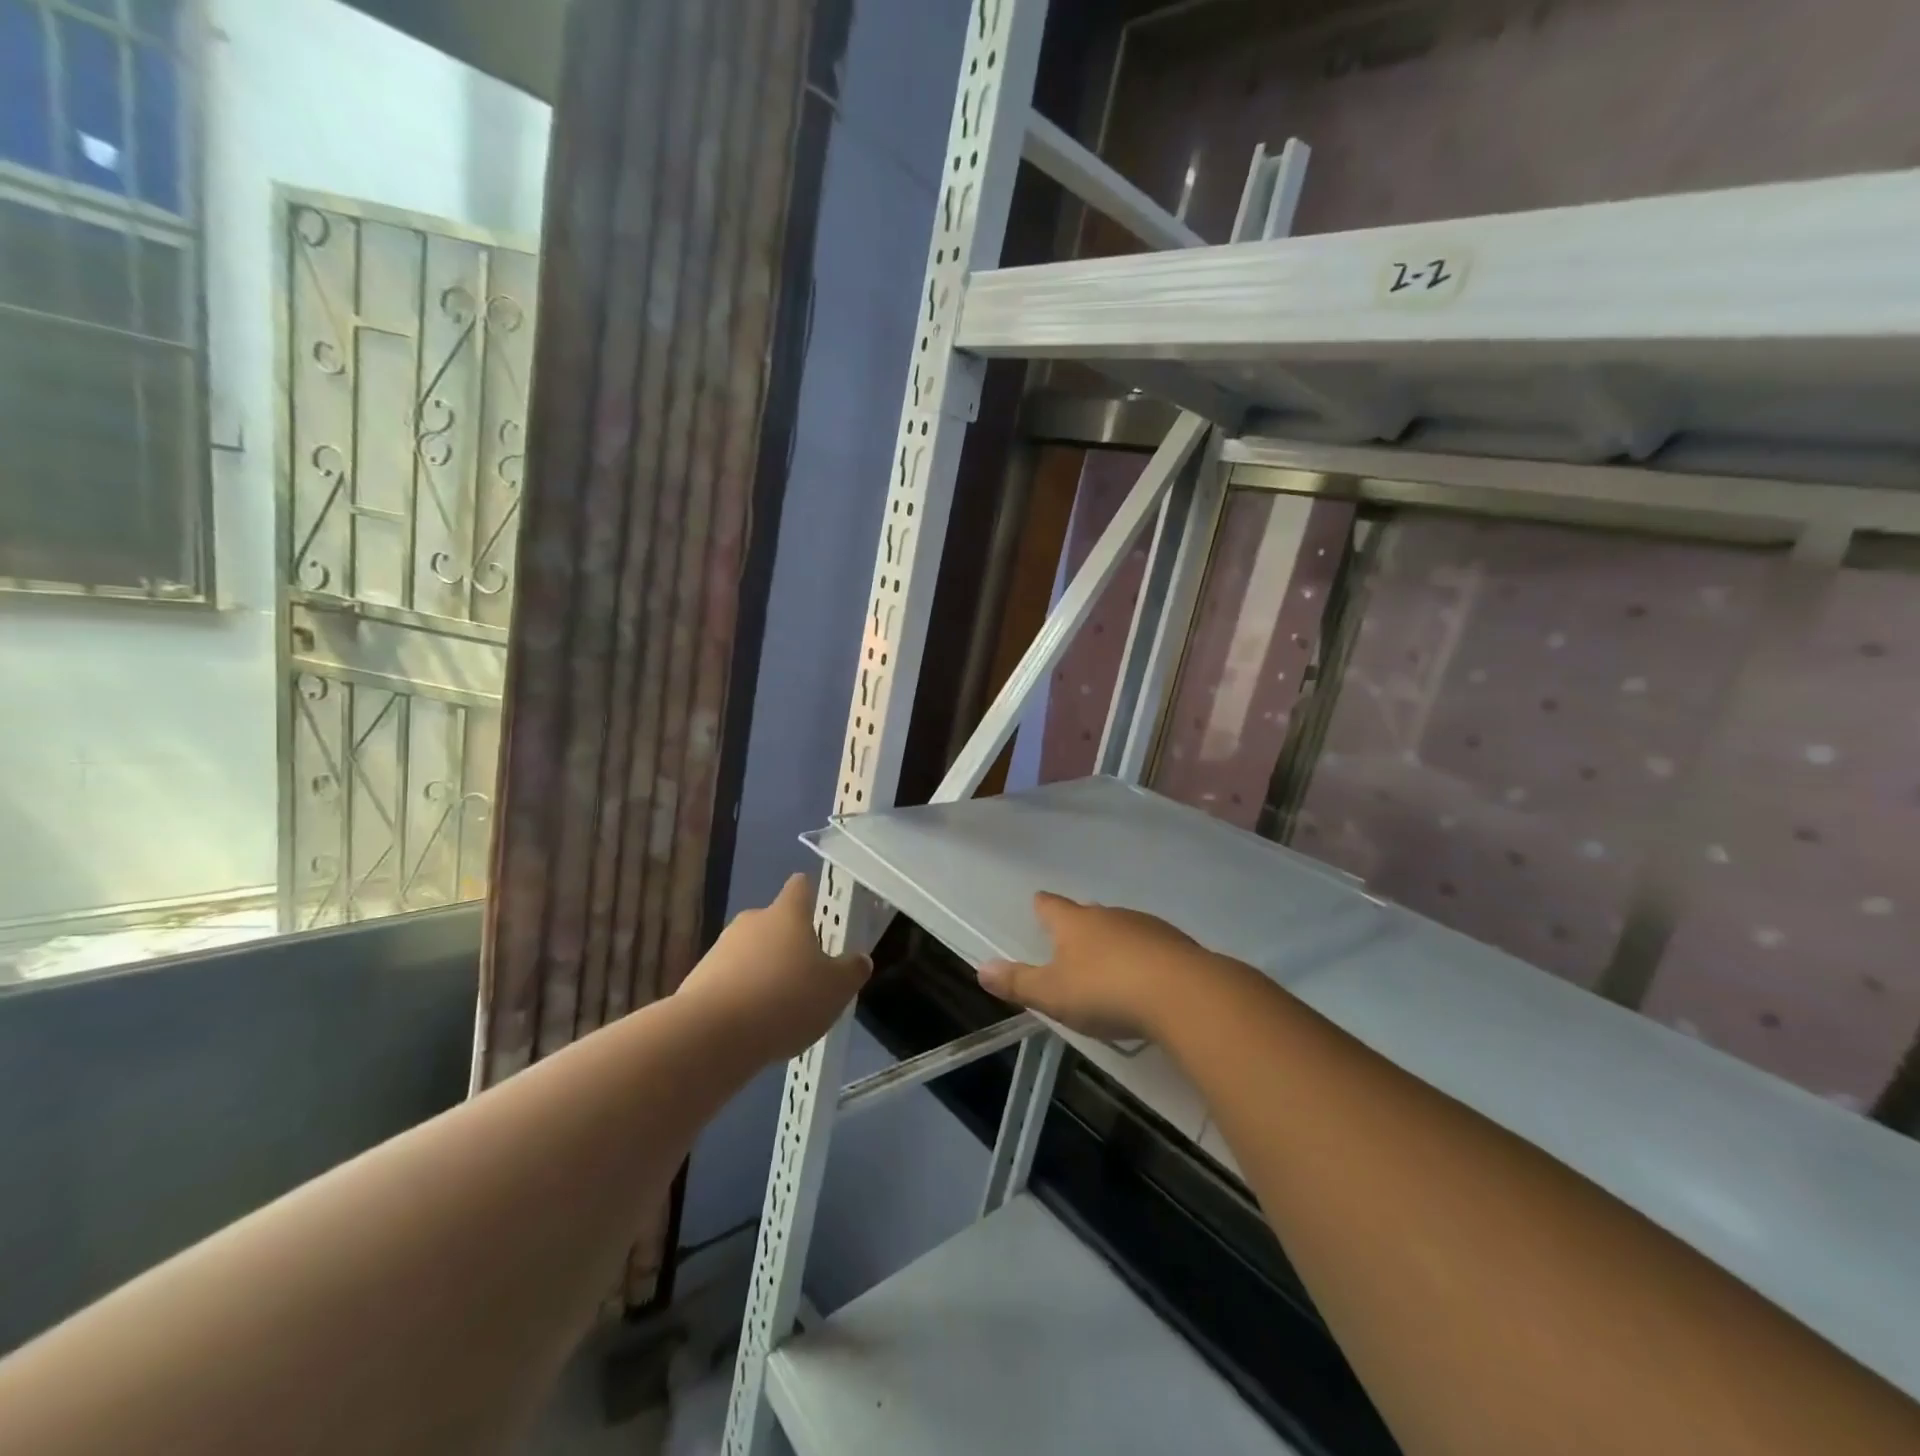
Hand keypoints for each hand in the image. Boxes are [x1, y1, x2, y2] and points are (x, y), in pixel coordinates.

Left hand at [677, 874, 871, 1063]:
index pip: (800, 887)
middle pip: (774, 922)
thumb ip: (851, 971)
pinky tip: (751, 1026)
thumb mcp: (836, 989)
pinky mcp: (698, 980)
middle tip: (806, 974)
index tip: (819, 912)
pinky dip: (741, 997)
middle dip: (789, 944)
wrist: (712, 1036)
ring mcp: (720, 949)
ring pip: (750, 953)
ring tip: (778, 1009)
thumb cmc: (785, 999)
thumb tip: (860, 959)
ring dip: (763, 972)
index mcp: (787, 914)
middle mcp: (752, 921)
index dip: (811, 895)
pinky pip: (728, 981)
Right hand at [977, 892, 1213, 1041]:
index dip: (1042, 906)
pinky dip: (1144, 957)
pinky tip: (1146, 977)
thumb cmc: (1106, 990)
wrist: (1184, 994)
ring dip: (1114, 940)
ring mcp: (1147, 927)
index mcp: (1075, 922)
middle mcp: (1110, 915)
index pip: (1051, 906)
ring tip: (1108, 961)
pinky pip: (1152, 946)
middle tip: (1071, 937)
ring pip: (1123, 927)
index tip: (1038, 902)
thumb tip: (981, 968)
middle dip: (1079, 924)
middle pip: (1088, 913)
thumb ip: (1018, 982)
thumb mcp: (1053, 994)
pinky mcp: (1178, 946)